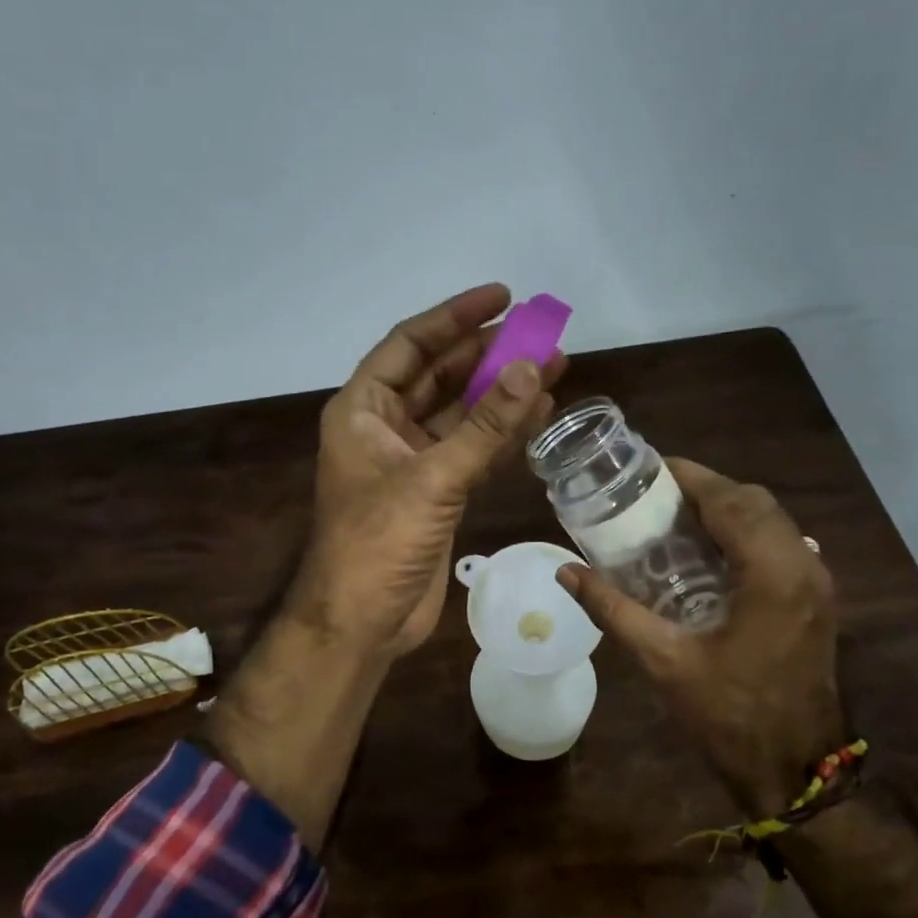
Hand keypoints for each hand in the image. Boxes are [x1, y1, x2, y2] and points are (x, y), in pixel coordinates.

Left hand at [288, 284, 563, 658]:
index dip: (454, 317)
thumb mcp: (432, 478)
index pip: (410, 345)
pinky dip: (502, 436)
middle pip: (440, 375)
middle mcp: (385, 428)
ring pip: (461, 414)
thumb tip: (531, 368)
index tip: (503, 295)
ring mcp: (412, 462)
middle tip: (541, 334)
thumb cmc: (378, 543)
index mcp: (363, 410)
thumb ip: (484, 426)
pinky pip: (472, 451)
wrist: (362, 622)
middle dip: (488, 355)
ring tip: (554, 367)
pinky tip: (539, 416)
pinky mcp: (435, 493)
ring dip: (502, 394)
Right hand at [557, 459, 845, 819]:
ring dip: (727, 510)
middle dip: (705, 489)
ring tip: (674, 519)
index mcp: (771, 572)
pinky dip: (744, 533)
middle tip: (653, 497)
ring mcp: (817, 583)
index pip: (730, 500)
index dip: (688, 477)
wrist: (797, 771)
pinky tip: (707, 554)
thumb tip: (565, 572)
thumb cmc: (730, 715)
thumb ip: (613, 609)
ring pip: (772, 521)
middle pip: (754, 502)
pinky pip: (780, 544)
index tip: (647, 470)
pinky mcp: (815, 600)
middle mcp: (803, 565)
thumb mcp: (664, 661)